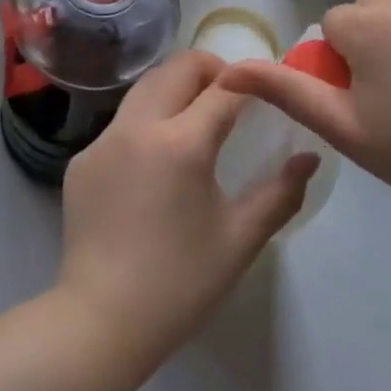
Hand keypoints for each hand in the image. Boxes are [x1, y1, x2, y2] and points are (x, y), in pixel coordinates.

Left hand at [57, 50, 317, 364]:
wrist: (100, 322)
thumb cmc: (180, 283)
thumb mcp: (240, 239)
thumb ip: (281, 193)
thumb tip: (309, 158)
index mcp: (181, 143)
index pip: (224, 89)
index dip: (250, 81)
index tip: (265, 88)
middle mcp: (138, 127)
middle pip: (176, 68)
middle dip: (209, 69)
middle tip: (230, 95)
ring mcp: (103, 141)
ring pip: (144, 88)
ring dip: (175, 88)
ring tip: (196, 117)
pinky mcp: (82, 160)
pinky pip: (122, 122)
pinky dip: (147, 121)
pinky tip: (156, 161)